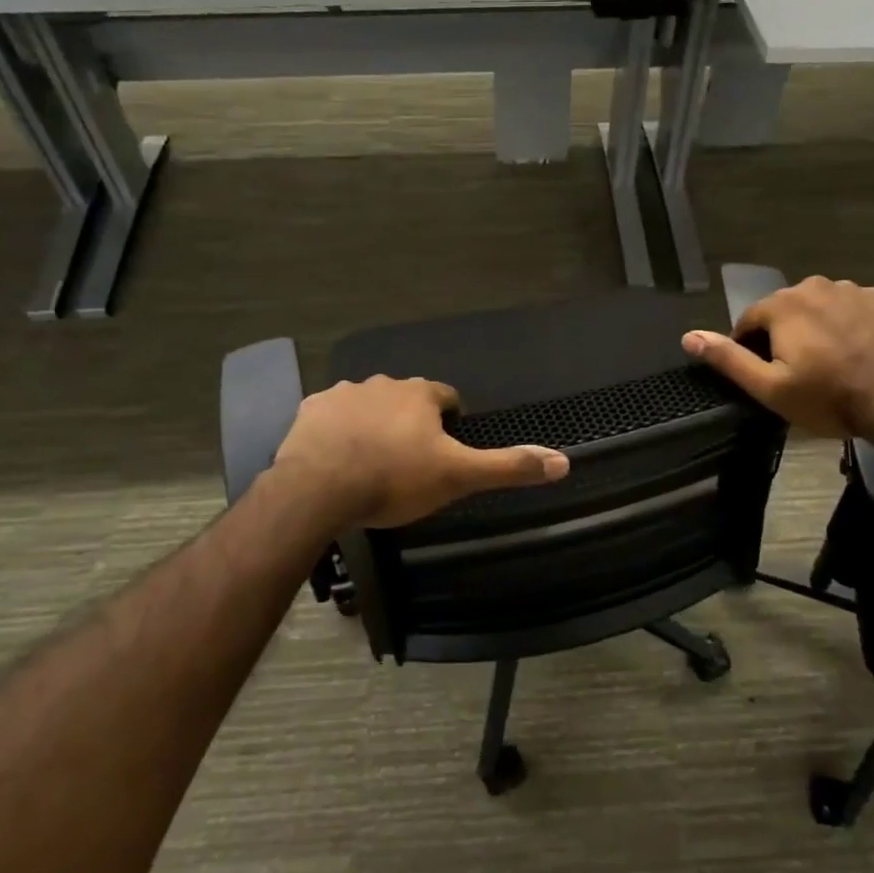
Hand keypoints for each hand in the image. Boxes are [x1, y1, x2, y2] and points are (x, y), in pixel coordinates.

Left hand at [271, 376, 568, 527]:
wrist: (319, 489)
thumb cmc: (395, 478)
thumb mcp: (458, 476)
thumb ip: (509, 466)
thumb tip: (564, 461)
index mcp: (420, 394)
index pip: (447, 397)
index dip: (450, 419)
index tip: (447, 445)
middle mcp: (383, 383)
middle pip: (406, 399)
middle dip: (411, 421)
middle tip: (410, 460)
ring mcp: (343, 394)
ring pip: (368, 404)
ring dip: (374, 424)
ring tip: (373, 461)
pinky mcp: (310, 411)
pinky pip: (331, 416)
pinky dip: (338, 430)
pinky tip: (337, 457)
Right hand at [681, 276, 873, 437]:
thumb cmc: (827, 397)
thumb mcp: (769, 387)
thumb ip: (728, 358)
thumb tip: (688, 337)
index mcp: (782, 305)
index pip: (749, 320)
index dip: (749, 347)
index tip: (762, 374)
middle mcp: (815, 286)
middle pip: (785, 310)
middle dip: (783, 335)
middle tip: (796, 372)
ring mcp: (852, 290)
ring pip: (819, 308)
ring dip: (815, 328)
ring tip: (828, 363)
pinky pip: (850, 310)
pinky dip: (846, 326)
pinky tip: (855, 353)